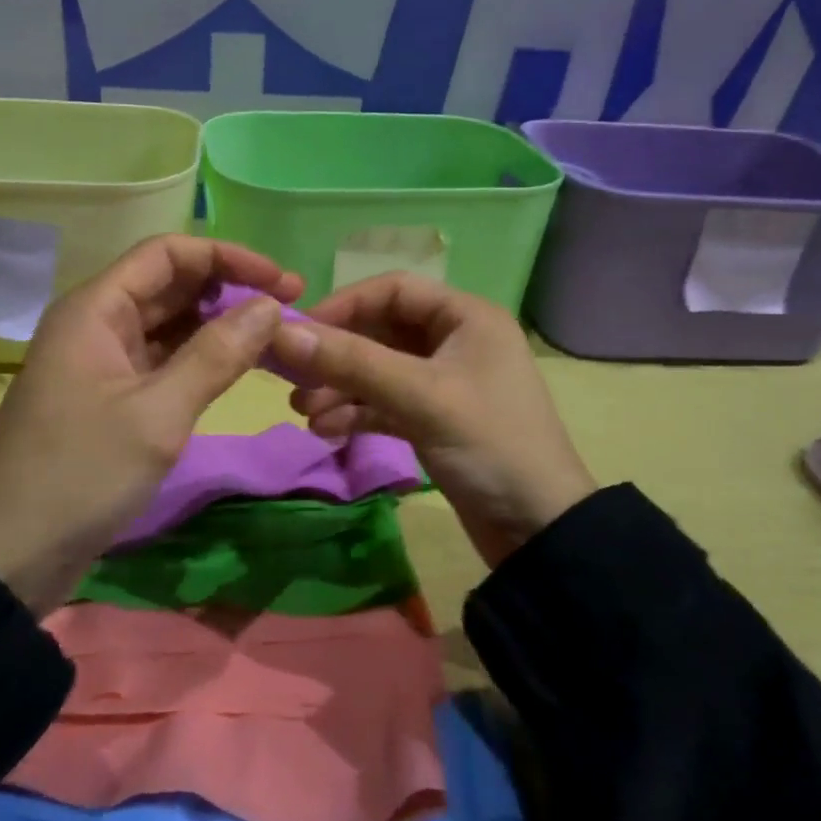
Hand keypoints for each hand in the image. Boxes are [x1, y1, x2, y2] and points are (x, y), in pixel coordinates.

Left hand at [0, 235, 301, 613]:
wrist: (6, 557)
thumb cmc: (79, 475)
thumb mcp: (157, 414)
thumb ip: (217, 355)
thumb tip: (271, 306)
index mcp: (96, 309)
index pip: (168, 253)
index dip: (228, 258)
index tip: (283, 282)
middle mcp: (98, 323)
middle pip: (171, 284)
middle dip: (230, 290)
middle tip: (291, 309)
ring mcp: (102, 362)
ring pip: (170, 324)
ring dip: (219, 325)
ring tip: (274, 338)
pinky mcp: (110, 397)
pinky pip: (163, 360)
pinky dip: (201, 359)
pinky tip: (238, 368)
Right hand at [268, 274, 594, 567]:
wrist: (539, 530)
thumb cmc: (489, 445)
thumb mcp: (421, 397)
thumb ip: (352, 362)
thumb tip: (282, 333)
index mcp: (466, 317)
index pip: (393, 289)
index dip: (344, 305)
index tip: (299, 333)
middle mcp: (454, 340)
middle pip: (380, 330)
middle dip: (337, 355)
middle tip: (293, 380)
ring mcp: (443, 382)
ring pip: (378, 370)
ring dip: (340, 387)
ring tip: (305, 414)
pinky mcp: (433, 419)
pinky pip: (385, 402)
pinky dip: (356, 412)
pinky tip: (327, 430)